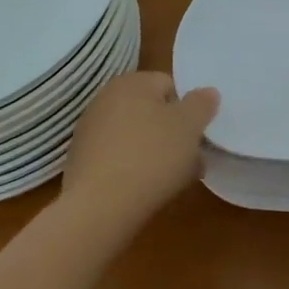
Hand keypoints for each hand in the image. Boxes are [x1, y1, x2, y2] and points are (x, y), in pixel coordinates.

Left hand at [61, 72, 219, 236]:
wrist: (100, 205)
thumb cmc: (152, 156)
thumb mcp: (189, 127)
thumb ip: (202, 104)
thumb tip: (208, 92)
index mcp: (132, 82)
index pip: (169, 85)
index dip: (188, 110)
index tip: (196, 136)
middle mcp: (105, 99)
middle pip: (151, 112)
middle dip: (173, 134)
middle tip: (190, 160)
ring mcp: (89, 130)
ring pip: (136, 136)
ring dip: (156, 153)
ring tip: (172, 180)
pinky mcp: (81, 161)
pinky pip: (118, 157)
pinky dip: (133, 169)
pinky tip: (145, 190)